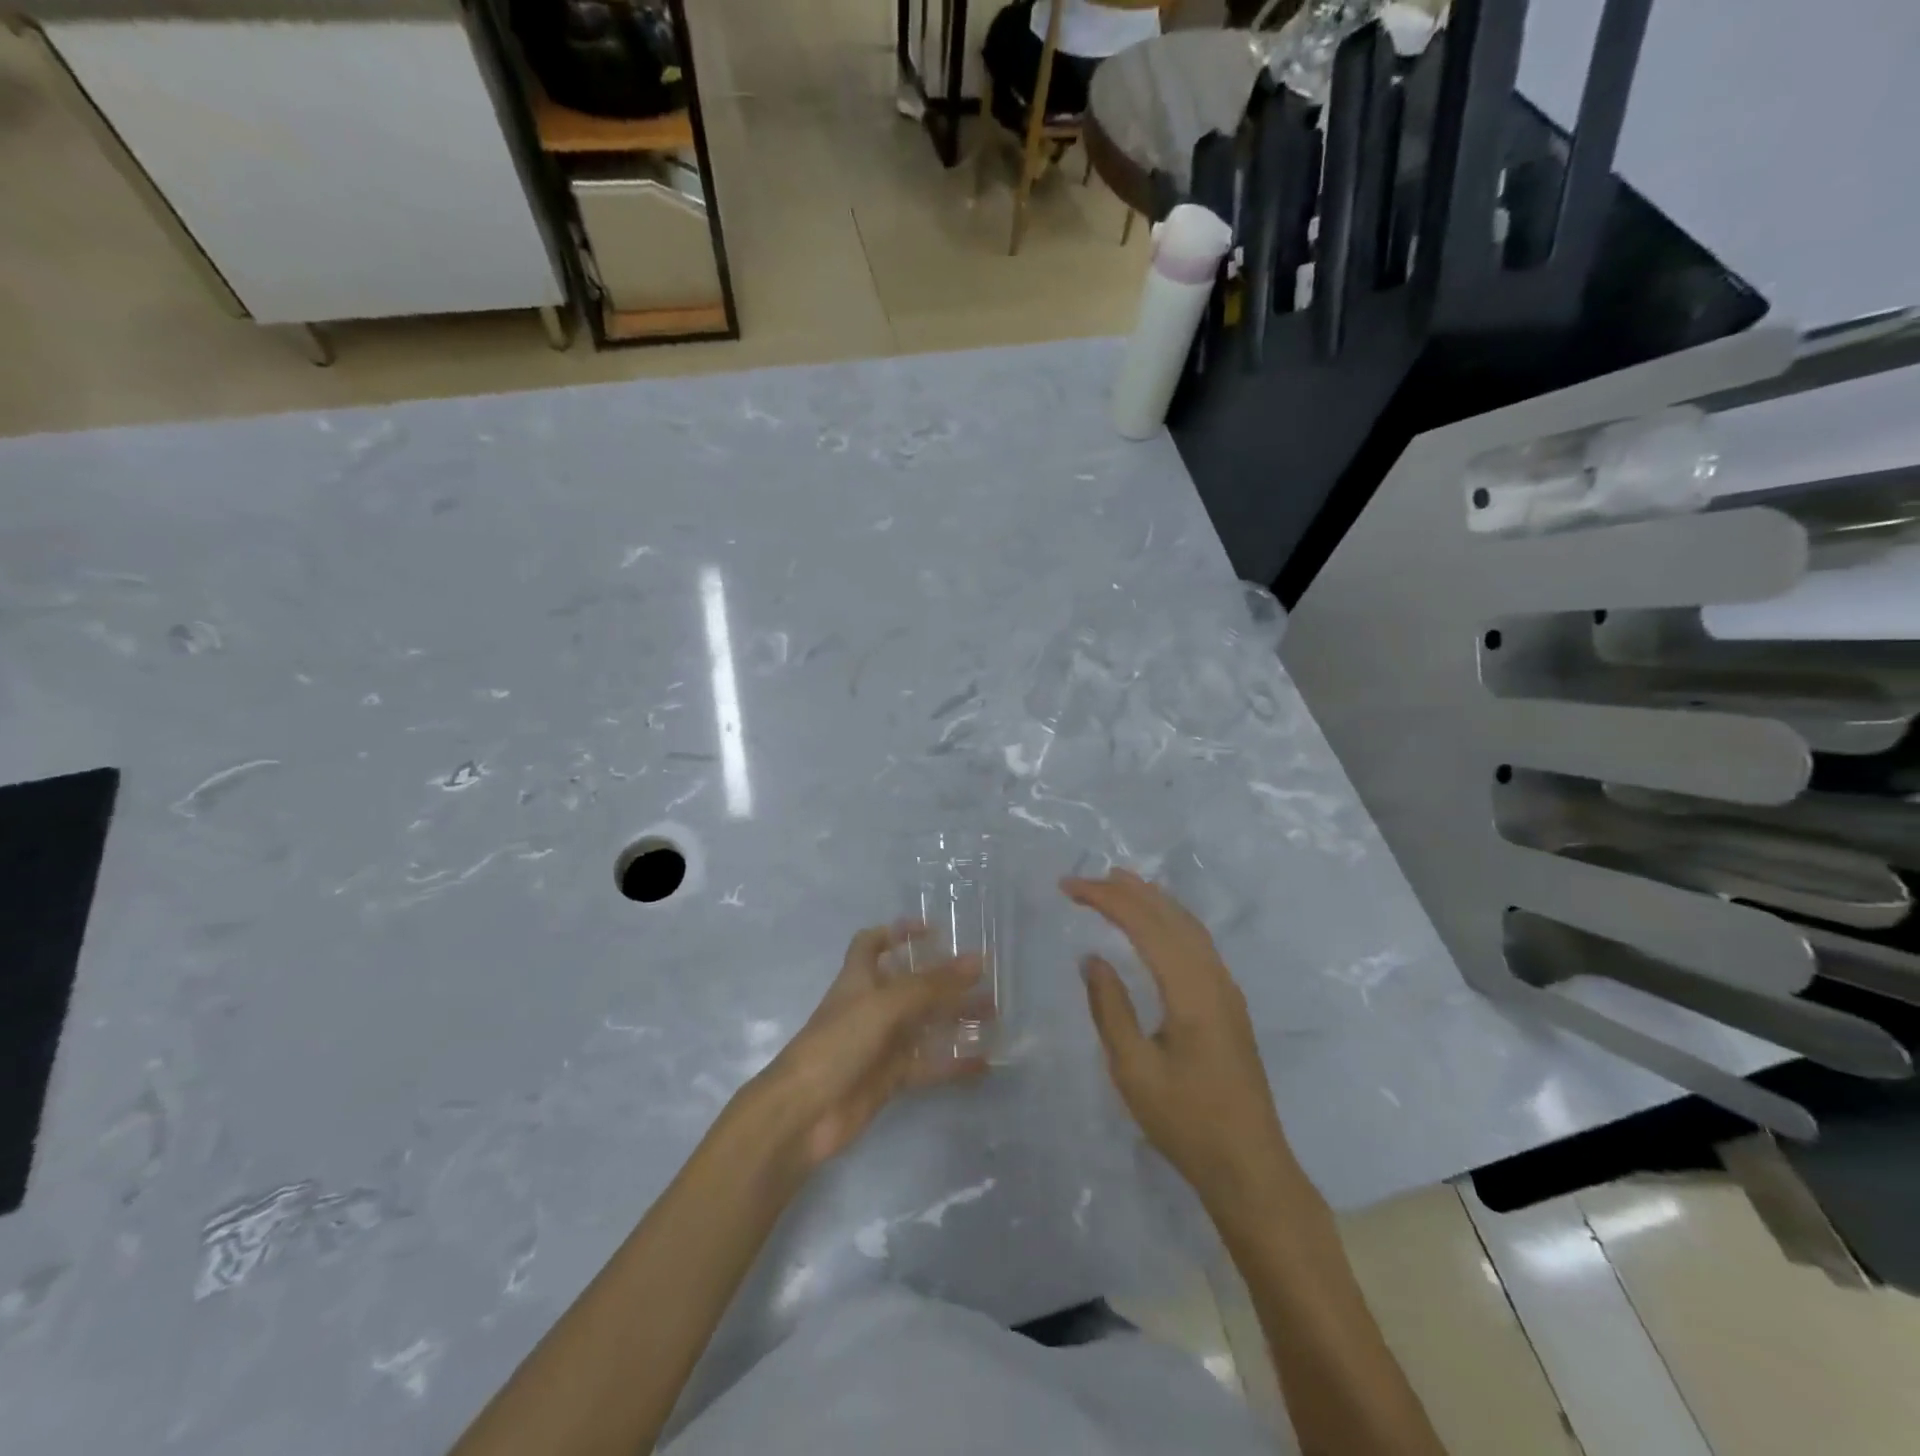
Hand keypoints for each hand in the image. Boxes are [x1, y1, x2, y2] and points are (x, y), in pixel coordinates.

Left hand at [751, 922, 985, 1172]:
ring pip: (925, 1024)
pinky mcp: (891, 1078)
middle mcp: (872, 1006)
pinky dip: (954, 1063)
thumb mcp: (885, 1005)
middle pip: (912, 984)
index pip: (872, 943)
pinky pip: (928, 1064)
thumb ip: (931, 984)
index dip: (898, 932)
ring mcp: (881, 1043)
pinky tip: (984, 1063)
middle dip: (945, 979)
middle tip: (985, 978)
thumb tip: (976, 961)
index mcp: (860, 979)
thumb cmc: (839, 1043)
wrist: (804, 1112)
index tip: (933, 931)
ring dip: (956, 1018)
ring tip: (994, 1015)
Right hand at [1064, 869, 1294, 1213]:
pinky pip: (1197, 942)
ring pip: (1188, 925)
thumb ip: (1110, 1008)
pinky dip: (1169, 919)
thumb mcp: (1133, 1070)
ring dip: (1151, 899)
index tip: (1068, 887)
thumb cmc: (1186, 1122)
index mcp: (1191, 989)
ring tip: (1118, 882)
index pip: (1144, 924)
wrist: (1250, 1167)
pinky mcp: (1229, 1003)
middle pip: (1170, 915)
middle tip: (1085, 878)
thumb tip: (1093, 957)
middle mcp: (1214, 978)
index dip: (1105, 898)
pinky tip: (1155, 925)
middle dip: (1126, 890)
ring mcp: (1227, 989)